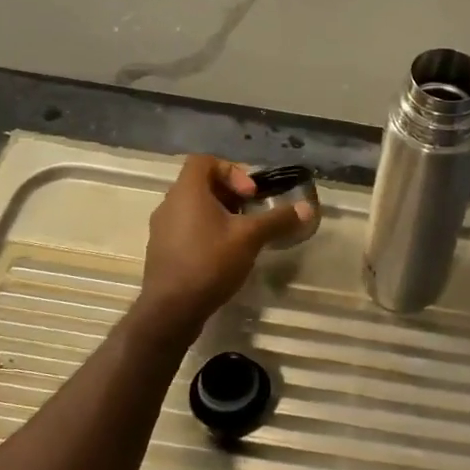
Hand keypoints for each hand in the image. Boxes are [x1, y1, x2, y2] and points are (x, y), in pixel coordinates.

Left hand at [136, 156, 309, 330]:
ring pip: (194, 208)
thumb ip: (278, 220)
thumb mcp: (250, 238)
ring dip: (219, 215)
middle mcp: (169, 204)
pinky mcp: (162, 251)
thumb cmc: (210, 262)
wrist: (171, 309)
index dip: (231, 170)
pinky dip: (206, 232)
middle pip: (201, 184)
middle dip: (230, 195)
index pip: (204, 161)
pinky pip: (186, 229)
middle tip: (251, 214)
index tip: (249, 194)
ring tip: (241, 236)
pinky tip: (224, 256)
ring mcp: (162, 229)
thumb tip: (308, 208)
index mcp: (187, 191)